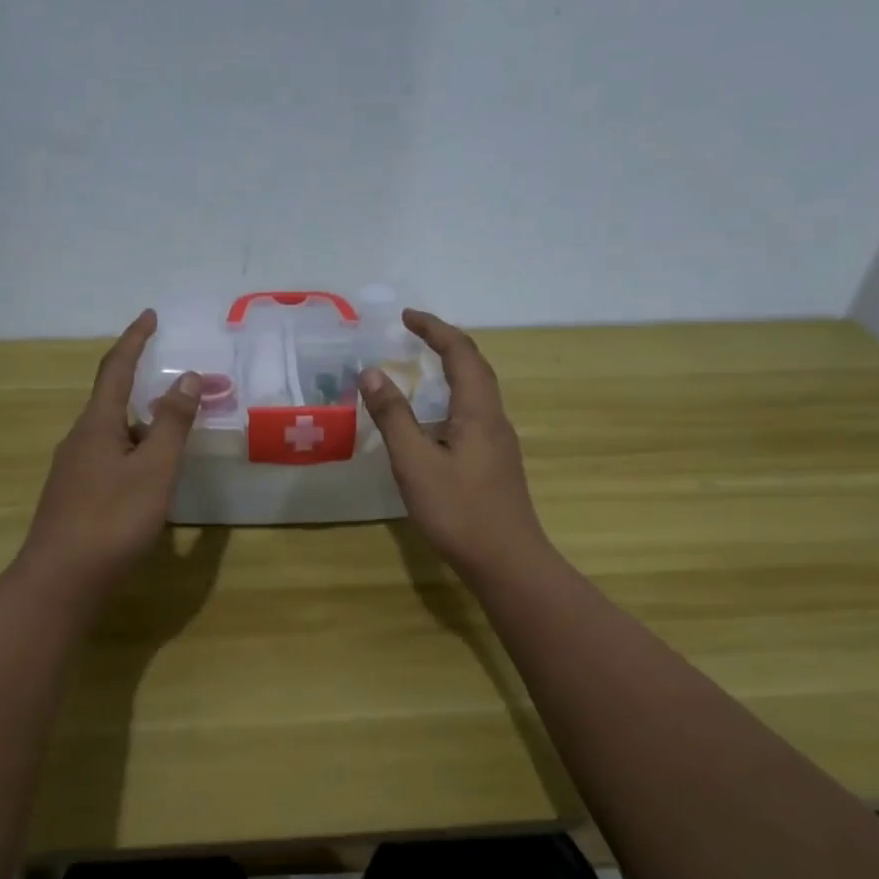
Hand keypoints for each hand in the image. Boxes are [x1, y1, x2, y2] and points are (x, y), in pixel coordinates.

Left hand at [18, 311, 200, 594]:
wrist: (61, 581)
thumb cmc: (112, 520)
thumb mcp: (153, 469)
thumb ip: (172, 424)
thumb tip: (187, 378)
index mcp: (96, 425)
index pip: (115, 369)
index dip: (135, 340)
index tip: (150, 316)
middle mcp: (80, 440)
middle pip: (113, 402)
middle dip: (146, 391)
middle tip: (183, 395)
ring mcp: (73, 471)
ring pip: (114, 436)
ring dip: (143, 428)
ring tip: (175, 440)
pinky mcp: (75, 498)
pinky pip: (110, 461)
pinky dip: (134, 456)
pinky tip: (150, 480)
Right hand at [358, 309, 551, 580]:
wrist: (507, 562)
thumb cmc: (458, 511)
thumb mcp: (415, 462)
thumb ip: (393, 416)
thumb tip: (372, 372)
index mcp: (478, 411)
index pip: (460, 353)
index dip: (434, 330)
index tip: (406, 317)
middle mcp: (494, 419)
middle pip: (475, 367)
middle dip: (445, 344)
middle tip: (413, 334)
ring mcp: (499, 443)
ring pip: (476, 393)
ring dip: (450, 371)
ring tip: (420, 369)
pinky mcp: (495, 463)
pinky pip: (473, 415)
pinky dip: (450, 400)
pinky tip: (432, 422)